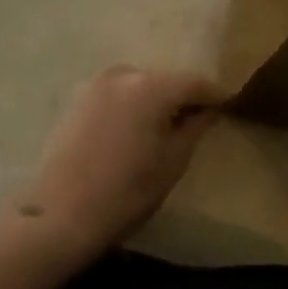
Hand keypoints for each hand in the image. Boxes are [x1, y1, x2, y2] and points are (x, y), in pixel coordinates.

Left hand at [11, 66, 224, 259]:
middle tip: (196, 119)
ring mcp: (97, 83)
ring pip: (139, 86)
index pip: (194, 82)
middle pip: (165, 80)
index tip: (228, 104)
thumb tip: (208, 110)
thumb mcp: (172, 163)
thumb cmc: (125, 192)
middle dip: (182, 97)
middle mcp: (125, 74)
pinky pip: (117, 95)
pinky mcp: (78, 98)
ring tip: (163, 127)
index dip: (213, 94)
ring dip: (154, 100)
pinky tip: (133, 130)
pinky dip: (130, 106)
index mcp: (152, 87)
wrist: (58, 214)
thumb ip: (195, 127)